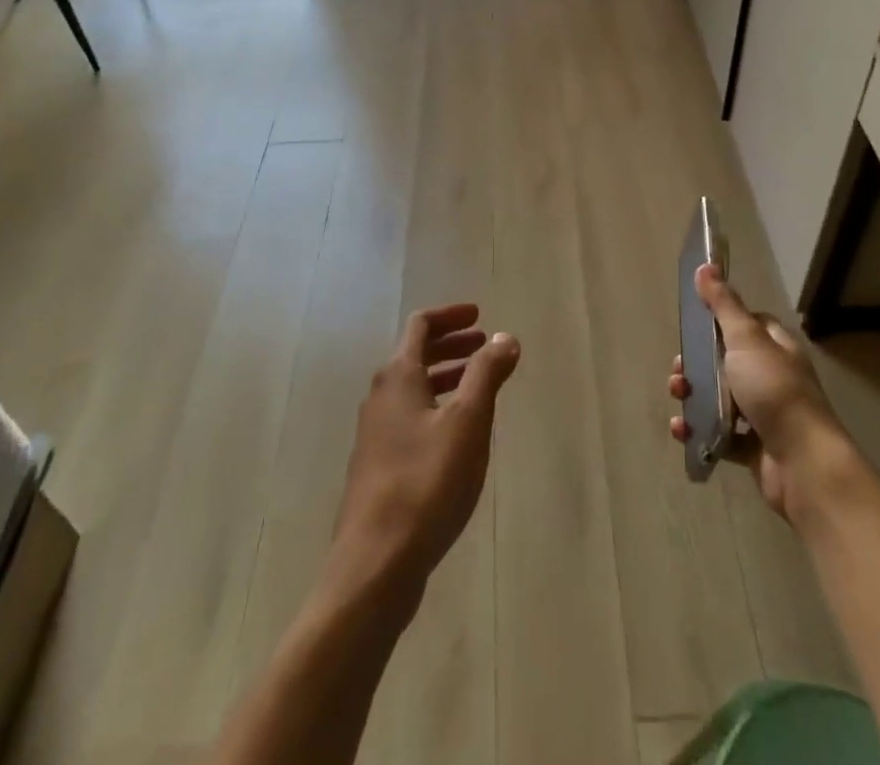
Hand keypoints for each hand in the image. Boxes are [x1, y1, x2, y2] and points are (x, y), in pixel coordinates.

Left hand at [328, 304, 520, 609]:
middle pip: (415, 355)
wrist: (374, 564)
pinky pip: (409, 417)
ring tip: (478, 386)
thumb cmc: (425, 483)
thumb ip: (486, 375)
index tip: (480, 316)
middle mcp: (380, 397)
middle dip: (451, 345)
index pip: (421, 325)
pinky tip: (457, 435)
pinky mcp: (377, 466)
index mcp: (398, 377)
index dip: (450, 315)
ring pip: (413, 389)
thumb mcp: (468, 423)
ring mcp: (375, 434)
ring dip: (445, 376)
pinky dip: (436, 407)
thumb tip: (505, 337)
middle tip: (484, 346)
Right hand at [668, 265, 856, 526]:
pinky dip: (699, 430)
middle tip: (678, 370)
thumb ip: (723, 304)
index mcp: (776, 347)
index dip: (718, 322)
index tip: (693, 326)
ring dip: (692, 396)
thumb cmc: (774, 391)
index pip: (746, 324)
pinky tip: (683, 430)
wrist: (803, 465)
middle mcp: (772, 376)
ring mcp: (763, 413)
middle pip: (725, 361)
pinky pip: (718, 433)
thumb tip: (705, 265)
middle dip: (695, 365)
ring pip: (719, 397)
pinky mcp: (753, 447)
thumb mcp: (746, 339)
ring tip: (678, 398)